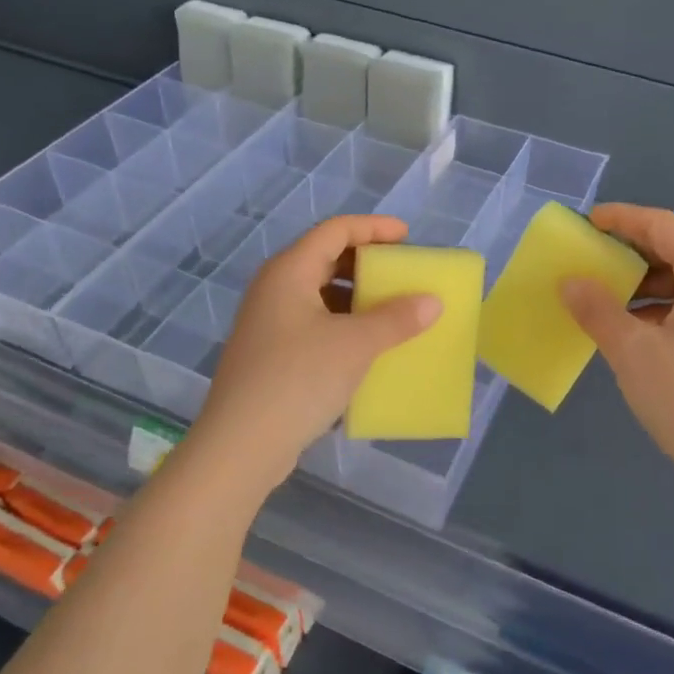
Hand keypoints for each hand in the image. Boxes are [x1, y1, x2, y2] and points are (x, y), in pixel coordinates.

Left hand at [187, 216, 441, 493]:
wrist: (241, 446)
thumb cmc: (298, 379)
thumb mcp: (356, 345)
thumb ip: (397, 318)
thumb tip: (432, 301)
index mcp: (289, 271)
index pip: (335, 230)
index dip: (373, 228)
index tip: (408, 237)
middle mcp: (274, 288)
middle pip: (325, 258)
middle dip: (367, 263)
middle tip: (403, 274)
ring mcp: (269, 322)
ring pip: (320, 294)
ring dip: (357, 297)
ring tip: (393, 311)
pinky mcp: (270, 354)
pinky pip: (314, 323)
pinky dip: (343, 324)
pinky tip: (368, 346)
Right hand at [560, 205, 673, 492]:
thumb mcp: (632, 351)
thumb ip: (597, 309)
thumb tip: (570, 282)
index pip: (666, 227)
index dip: (624, 218)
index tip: (589, 221)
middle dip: (634, 251)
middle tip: (594, 258)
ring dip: (647, 283)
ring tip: (610, 298)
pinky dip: (664, 308)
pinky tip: (638, 331)